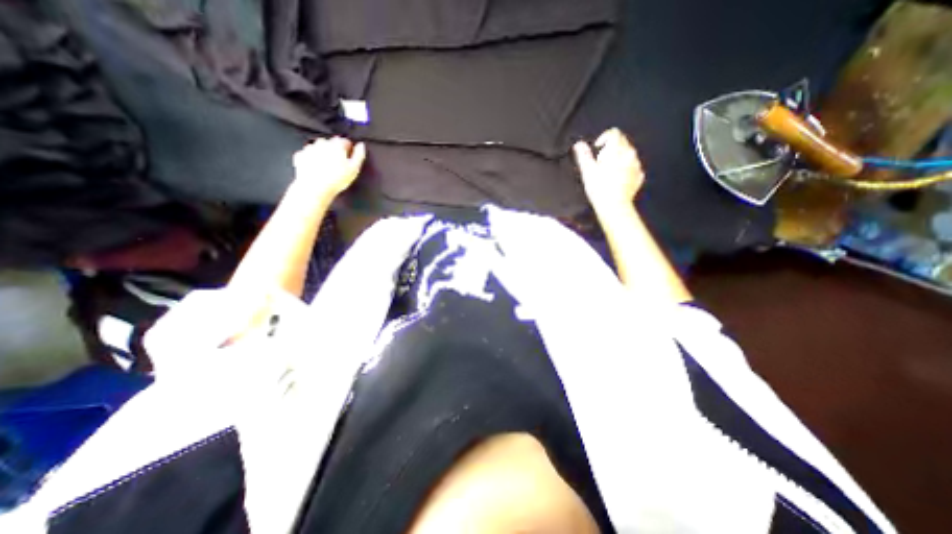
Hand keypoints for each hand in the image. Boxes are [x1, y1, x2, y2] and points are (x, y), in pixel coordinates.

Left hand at [292, 137, 363, 199]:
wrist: (315, 188)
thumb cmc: (337, 179)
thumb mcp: (354, 168)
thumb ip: (359, 155)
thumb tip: (361, 145)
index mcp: (336, 145)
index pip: (345, 141)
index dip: (349, 149)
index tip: (350, 158)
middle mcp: (322, 143)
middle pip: (331, 143)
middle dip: (335, 151)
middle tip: (339, 165)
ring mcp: (309, 148)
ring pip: (319, 148)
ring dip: (323, 154)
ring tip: (328, 167)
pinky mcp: (300, 156)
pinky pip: (308, 154)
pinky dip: (312, 159)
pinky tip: (316, 168)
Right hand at [572, 127, 647, 210]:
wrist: (614, 205)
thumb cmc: (599, 188)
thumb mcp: (587, 170)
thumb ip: (583, 155)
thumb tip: (579, 144)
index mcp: (616, 150)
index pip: (613, 133)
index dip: (604, 138)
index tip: (597, 148)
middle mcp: (629, 154)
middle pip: (622, 142)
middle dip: (611, 147)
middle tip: (600, 162)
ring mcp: (636, 165)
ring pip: (628, 154)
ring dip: (619, 158)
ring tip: (608, 172)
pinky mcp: (639, 176)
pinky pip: (633, 167)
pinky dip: (625, 169)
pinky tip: (617, 179)